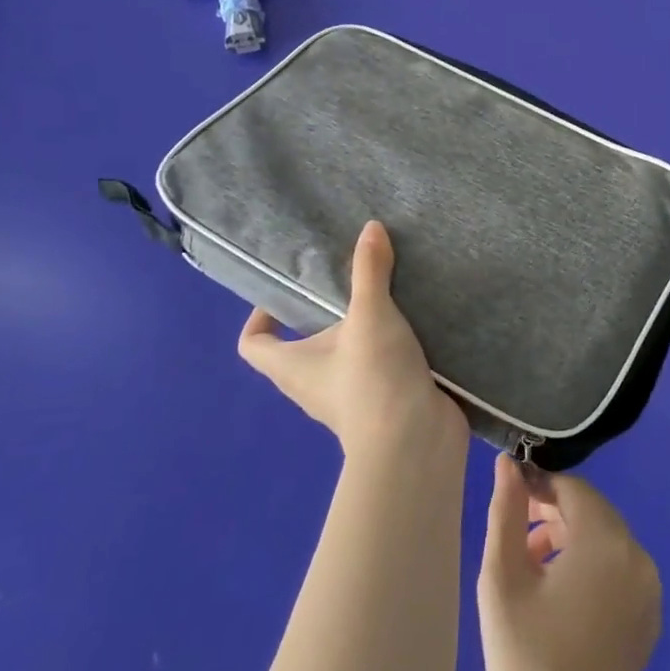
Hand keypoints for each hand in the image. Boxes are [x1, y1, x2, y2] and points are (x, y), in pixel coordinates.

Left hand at [238, 221, 466, 460]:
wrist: (416, 442)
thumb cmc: (374, 378)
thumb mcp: (370, 315)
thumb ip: (369, 270)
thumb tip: (371, 228)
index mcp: (292, 367)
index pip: (253, 344)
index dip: (260, 317)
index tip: (287, 292)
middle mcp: (313, 385)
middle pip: (302, 347)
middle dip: (322, 315)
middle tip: (348, 281)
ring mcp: (350, 398)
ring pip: (344, 357)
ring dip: (360, 331)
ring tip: (386, 296)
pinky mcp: (385, 402)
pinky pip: (379, 368)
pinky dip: (390, 349)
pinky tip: (415, 324)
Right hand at [478, 454, 661, 670]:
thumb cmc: (522, 658)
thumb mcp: (502, 578)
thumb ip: (507, 512)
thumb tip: (508, 464)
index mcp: (606, 543)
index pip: (573, 489)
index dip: (539, 487)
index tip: (510, 504)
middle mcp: (638, 557)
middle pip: (592, 511)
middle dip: (554, 513)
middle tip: (517, 537)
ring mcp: (649, 589)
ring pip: (605, 539)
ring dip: (570, 539)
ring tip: (531, 566)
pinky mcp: (649, 616)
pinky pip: (619, 569)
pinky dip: (591, 566)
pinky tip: (559, 596)